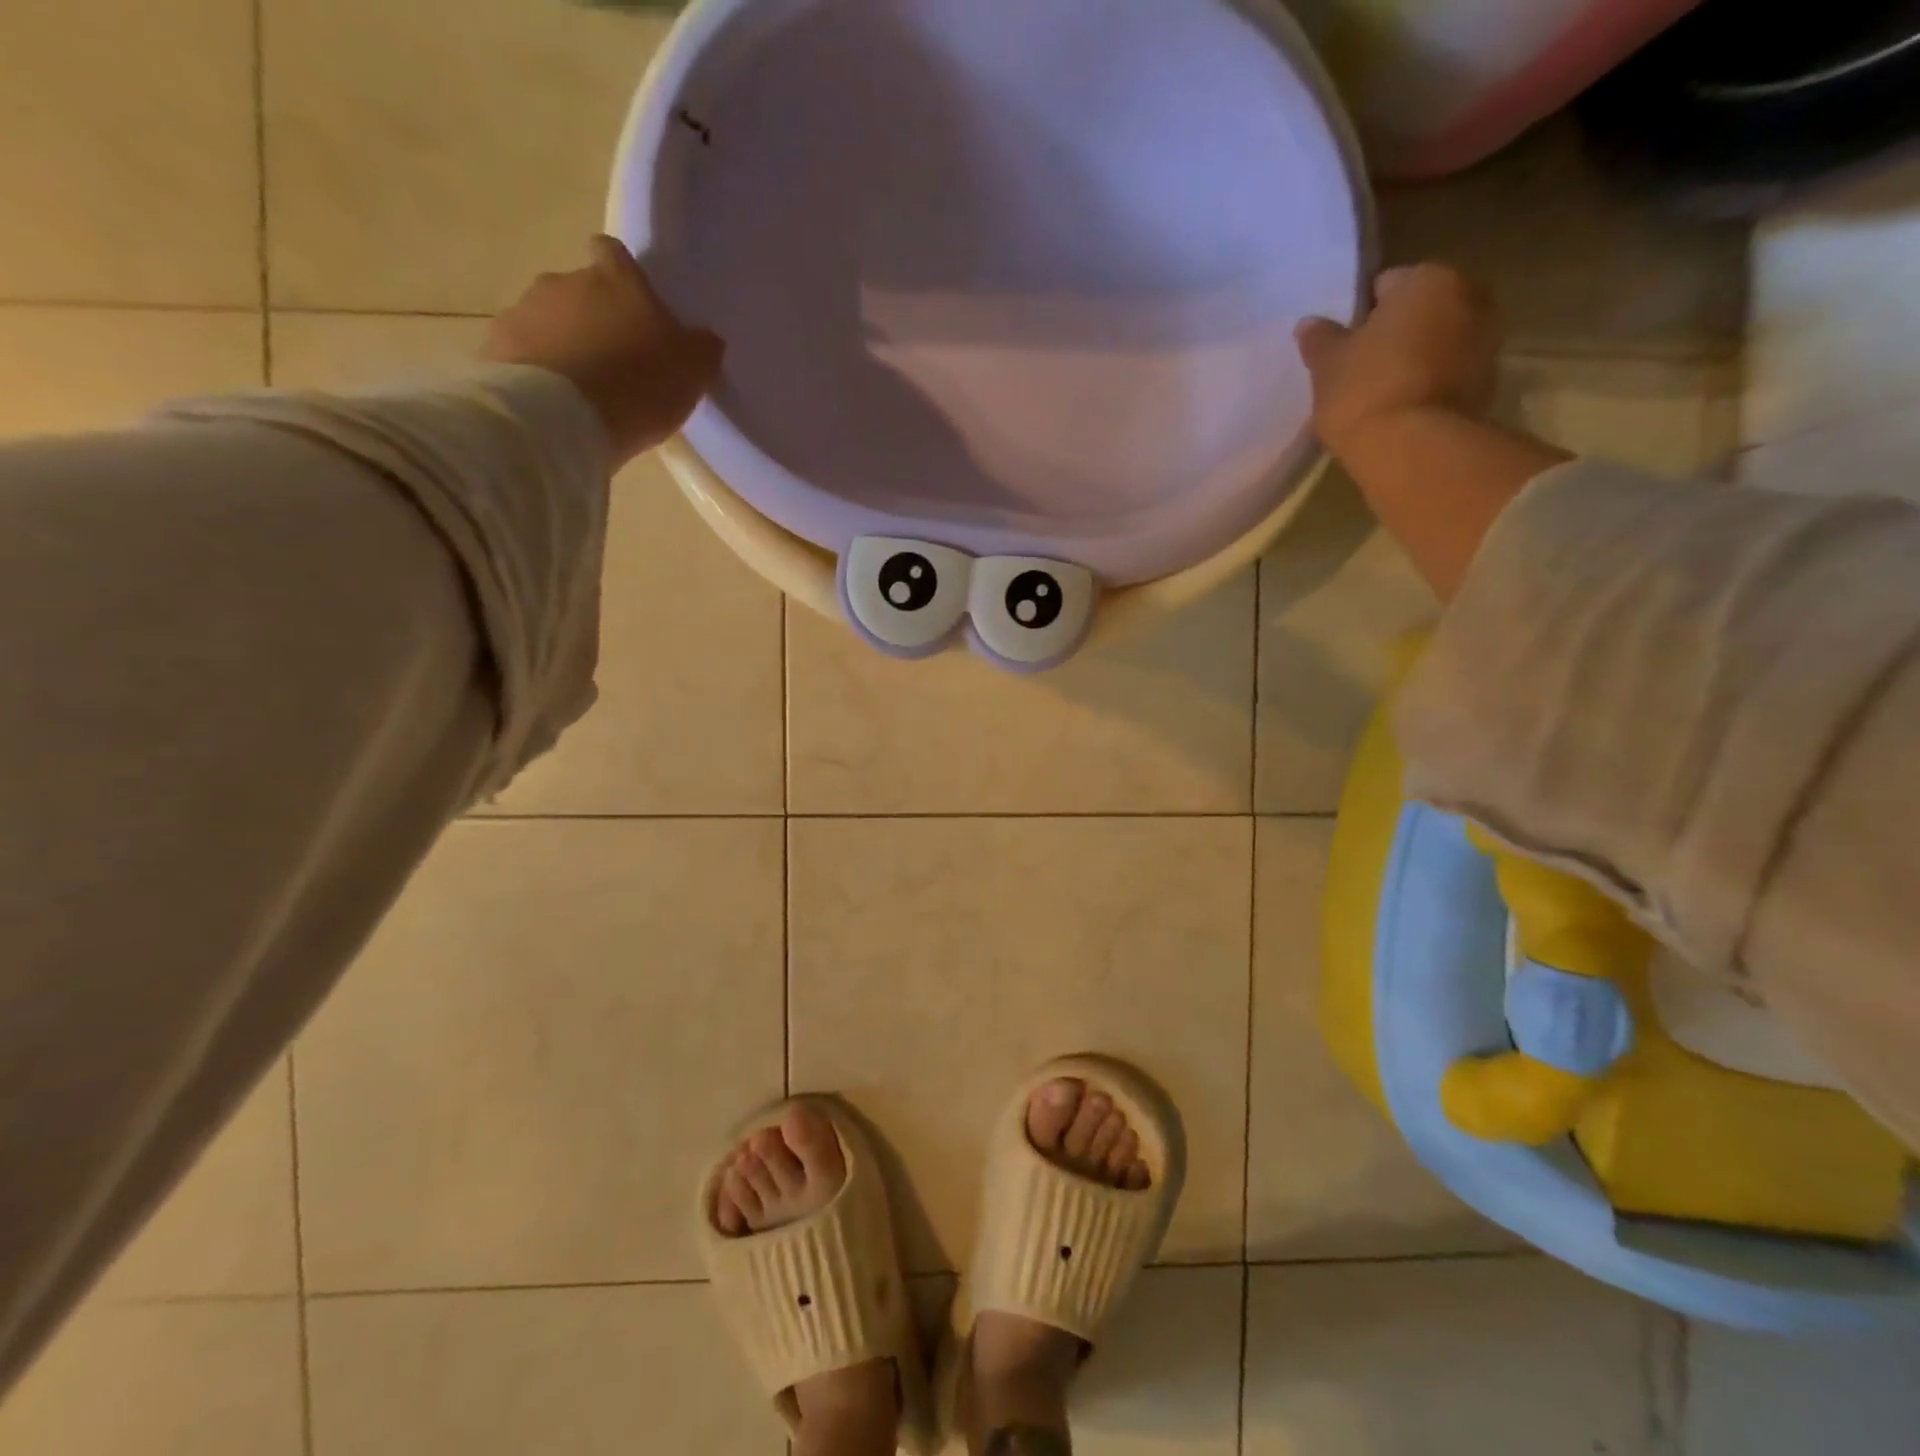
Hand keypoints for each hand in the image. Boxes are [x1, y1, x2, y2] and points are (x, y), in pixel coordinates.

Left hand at [483, 235, 724, 466]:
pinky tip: (554, 402)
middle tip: (613, 361)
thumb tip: (704, 338)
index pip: (614, 254)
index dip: (622, 275)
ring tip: (582, 389)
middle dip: (593, 317)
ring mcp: (526, 310)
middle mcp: (566, 281)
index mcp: (616, 281)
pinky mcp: (498, 346)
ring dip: (564, 344)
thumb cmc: (638, 385)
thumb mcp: (692, 371)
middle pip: (580, 290)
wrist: (562, 418)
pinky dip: (538, 369)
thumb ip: (701, 348)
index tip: (632, 304)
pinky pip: (524, 352)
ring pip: (549, 320)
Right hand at [1294, 263, 1501, 458]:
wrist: (1412, 447)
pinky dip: (1431, 384)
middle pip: (1421, 310)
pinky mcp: (1489, 382)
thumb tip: (1309, 324)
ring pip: (1439, 341)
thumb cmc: (1364, 390)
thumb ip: (1320, 339)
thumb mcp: (1327, 365)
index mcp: (1428, 279)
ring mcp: (1487, 339)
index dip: (1361, 316)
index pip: (1386, 285)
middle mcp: (1470, 296)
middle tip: (1363, 368)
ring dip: (1417, 358)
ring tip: (1382, 393)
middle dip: (1397, 333)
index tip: (1345, 346)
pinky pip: (1450, 373)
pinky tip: (1403, 409)